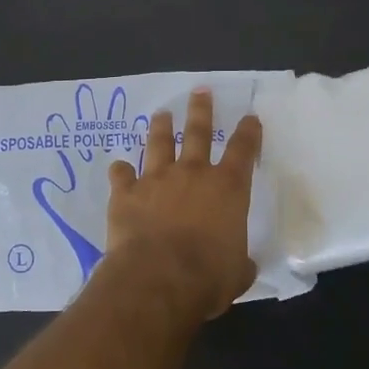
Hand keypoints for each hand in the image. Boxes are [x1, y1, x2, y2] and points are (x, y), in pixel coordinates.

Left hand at [104, 89, 260, 323]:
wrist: (157, 278)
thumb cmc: (207, 276)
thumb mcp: (237, 273)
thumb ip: (240, 262)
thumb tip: (242, 265)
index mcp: (227, 188)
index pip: (243, 151)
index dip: (248, 132)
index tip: (250, 117)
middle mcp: (192, 174)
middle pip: (198, 132)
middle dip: (201, 110)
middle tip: (200, 91)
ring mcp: (156, 179)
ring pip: (158, 143)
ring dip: (160, 127)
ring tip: (161, 114)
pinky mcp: (126, 192)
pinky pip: (121, 174)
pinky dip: (120, 170)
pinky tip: (118, 167)